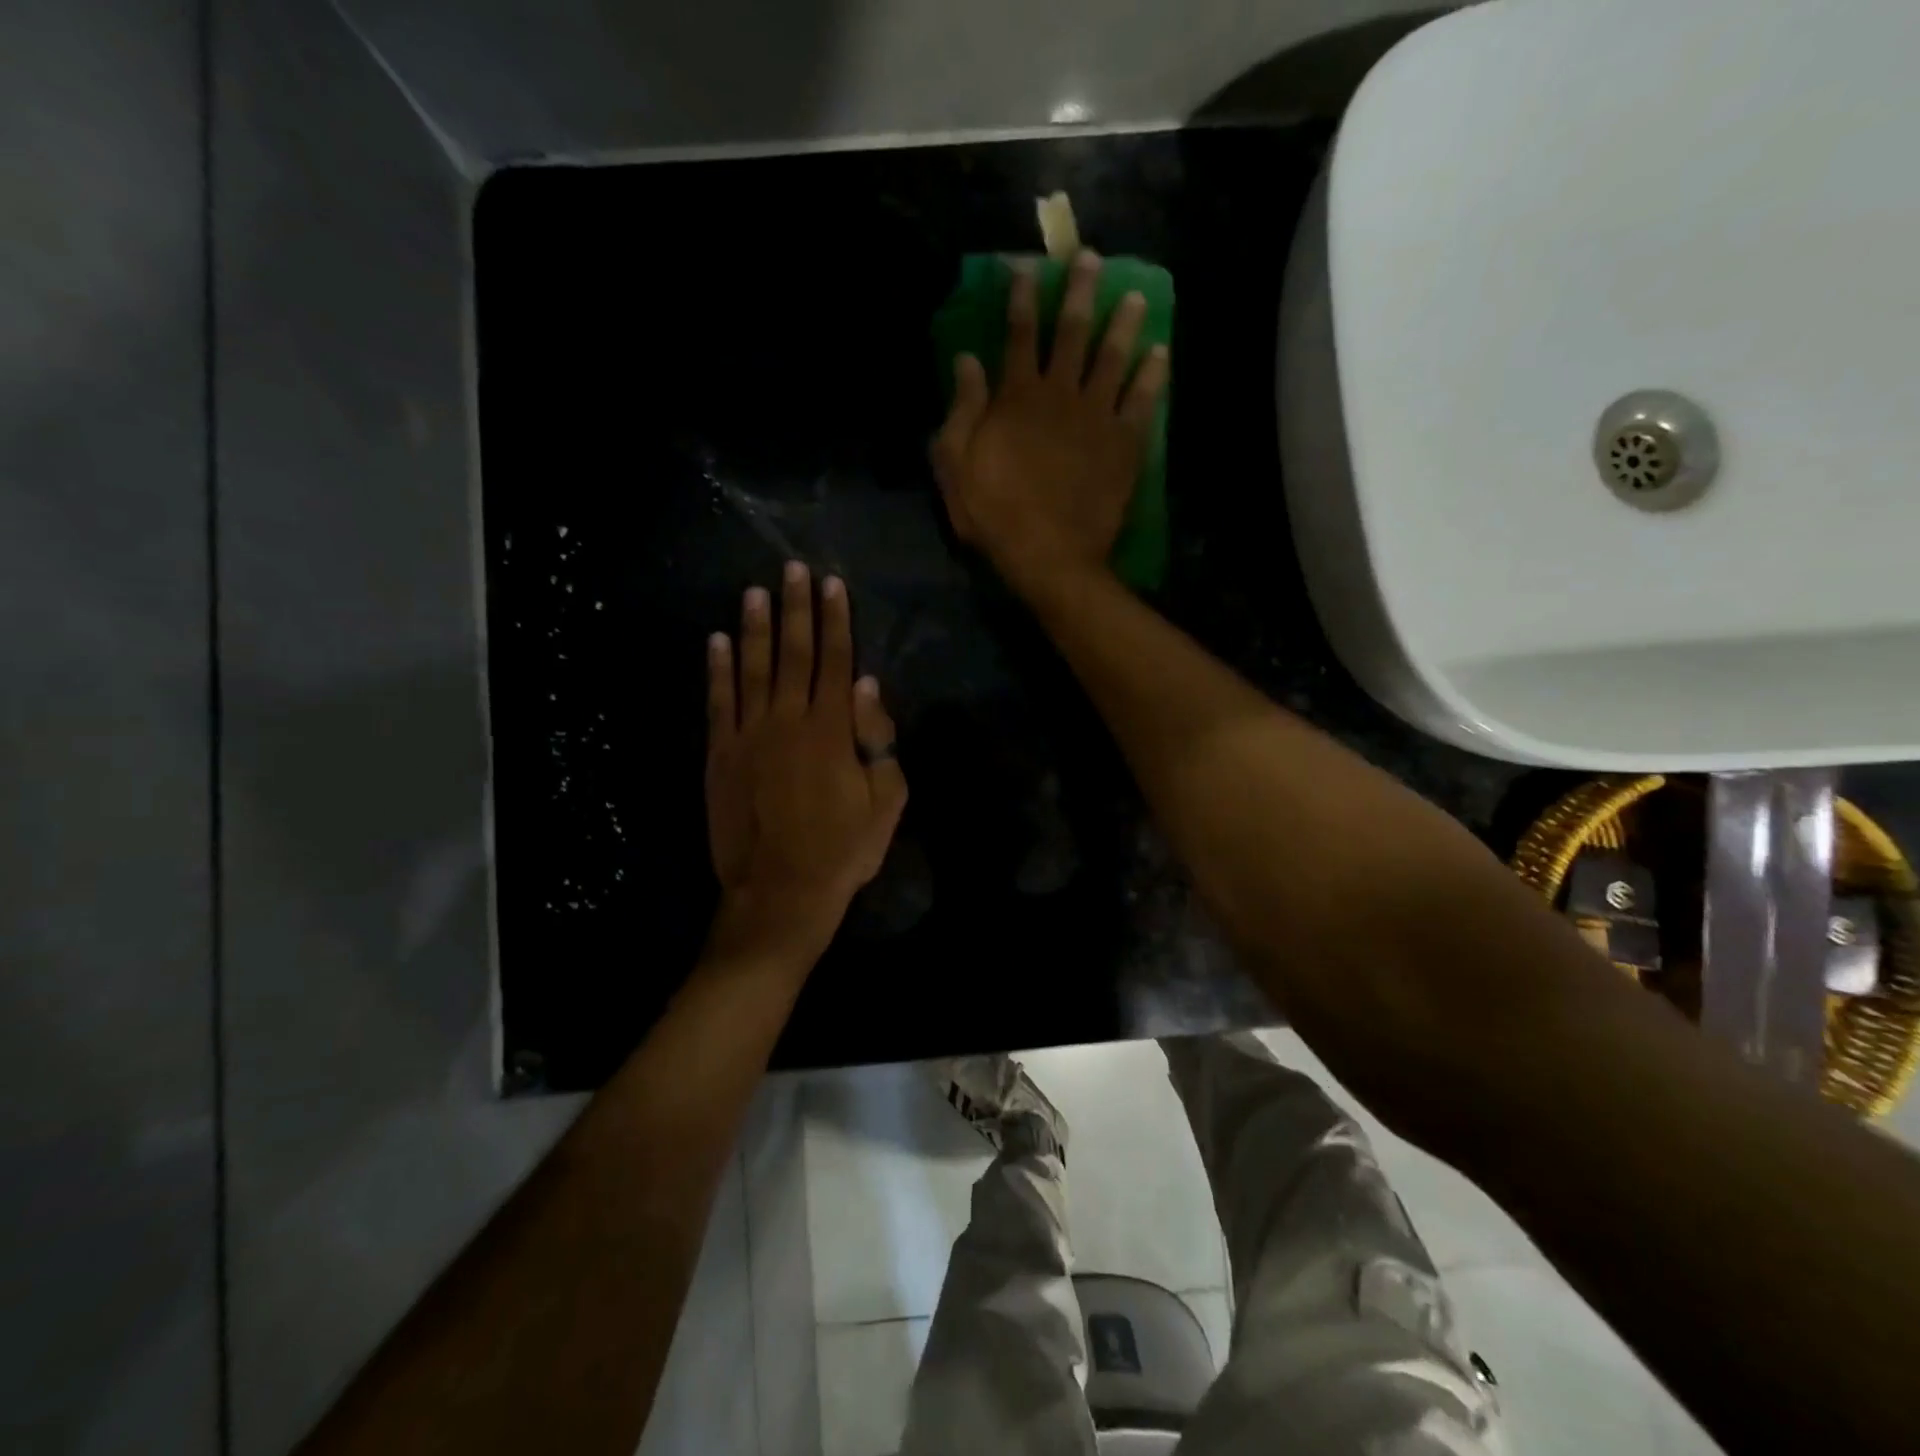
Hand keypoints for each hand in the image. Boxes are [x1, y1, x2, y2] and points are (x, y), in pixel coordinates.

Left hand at [705, 562, 907, 960]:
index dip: (836, 620)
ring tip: (753, 591)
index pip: (836, 661)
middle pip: (793, 653)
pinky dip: (717, 671)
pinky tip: (715, 641)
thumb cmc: (843, 849)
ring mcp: (749, 735)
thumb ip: (878, 740)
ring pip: (752, 669)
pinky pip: (718, 703)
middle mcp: (788, 720)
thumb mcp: (886, 800)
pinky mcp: (720, 755)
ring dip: (753, 628)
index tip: (832, 584)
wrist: (781, 891)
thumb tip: (867, 687)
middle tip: (792, 569)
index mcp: (832, 729)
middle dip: (795, 609)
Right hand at [931, 248, 1169, 594]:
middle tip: (1093, 260)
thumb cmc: (995, 514)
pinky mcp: (1125, 444)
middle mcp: (1061, 394)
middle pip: (1072, 333)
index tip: (1027, 269)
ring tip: (1136, 297)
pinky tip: (1162, 353)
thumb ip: (962, 410)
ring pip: (1113, 358)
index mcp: (1017, 397)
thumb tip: (967, 359)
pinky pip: (1143, 400)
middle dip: (1081, 292)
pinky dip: (1154, 375)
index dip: (1022, 299)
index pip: (1019, 335)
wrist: (1049, 555)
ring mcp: (1098, 417)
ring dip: (1124, 324)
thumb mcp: (957, 465)